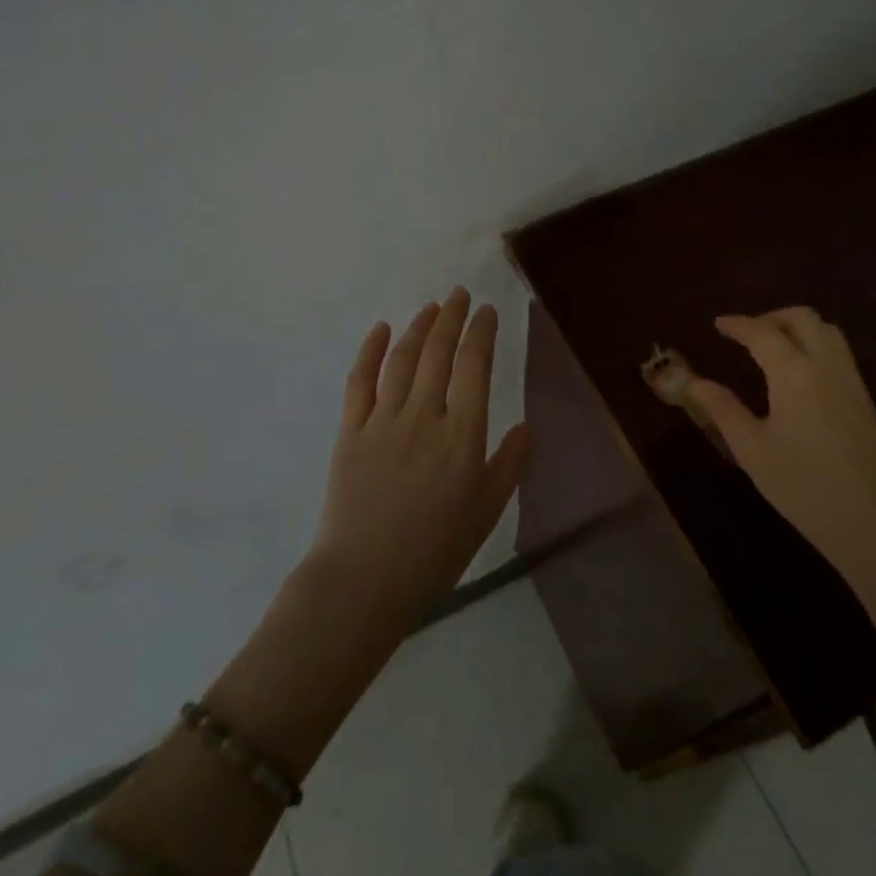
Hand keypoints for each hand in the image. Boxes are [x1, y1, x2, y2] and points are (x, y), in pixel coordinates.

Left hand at [309, 288, 530, 635]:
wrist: (362, 581)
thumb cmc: (433, 553)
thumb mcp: (486, 514)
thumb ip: (508, 466)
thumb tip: (526, 425)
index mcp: (462, 436)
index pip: (474, 367)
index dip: (482, 333)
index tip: (488, 311)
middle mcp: (423, 416)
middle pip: (438, 353)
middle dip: (452, 318)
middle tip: (460, 294)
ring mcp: (382, 421)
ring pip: (402, 360)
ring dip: (418, 327)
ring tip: (431, 307)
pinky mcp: (350, 431)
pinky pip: (360, 381)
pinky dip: (369, 351)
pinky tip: (379, 329)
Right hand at [687, 307, 875, 580]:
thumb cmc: (805, 488)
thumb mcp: (752, 451)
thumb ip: (723, 410)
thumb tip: (695, 382)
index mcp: (794, 374)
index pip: (762, 333)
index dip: (738, 324)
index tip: (718, 323)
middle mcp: (826, 367)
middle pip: (803, 319)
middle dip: (771, 317)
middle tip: (746, 334)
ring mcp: (852, 382)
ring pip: (827, 331)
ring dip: (797, 327)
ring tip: (772, 346)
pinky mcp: (866, 401)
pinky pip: (839, 352)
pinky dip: (815, 344)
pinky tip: (799, 372)